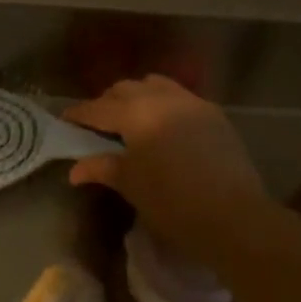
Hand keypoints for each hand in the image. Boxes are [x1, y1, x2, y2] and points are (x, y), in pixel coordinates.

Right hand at [62, 74, 271, 254]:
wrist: (234, 216)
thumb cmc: (172, 202)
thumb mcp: (131, 185)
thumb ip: (102, 168)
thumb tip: (75, 169)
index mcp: (136, 113)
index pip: (98, 108)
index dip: (79, 113)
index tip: (66, 118)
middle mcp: (162, 98)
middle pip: (126, 89)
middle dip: (108, 101)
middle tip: (98, 122)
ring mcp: (192, 103)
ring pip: (156, 85)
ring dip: (138, 95)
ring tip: (132, 117)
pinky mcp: (214, 115)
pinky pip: (180, 97)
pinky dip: (164, 103)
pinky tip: (164, 124)